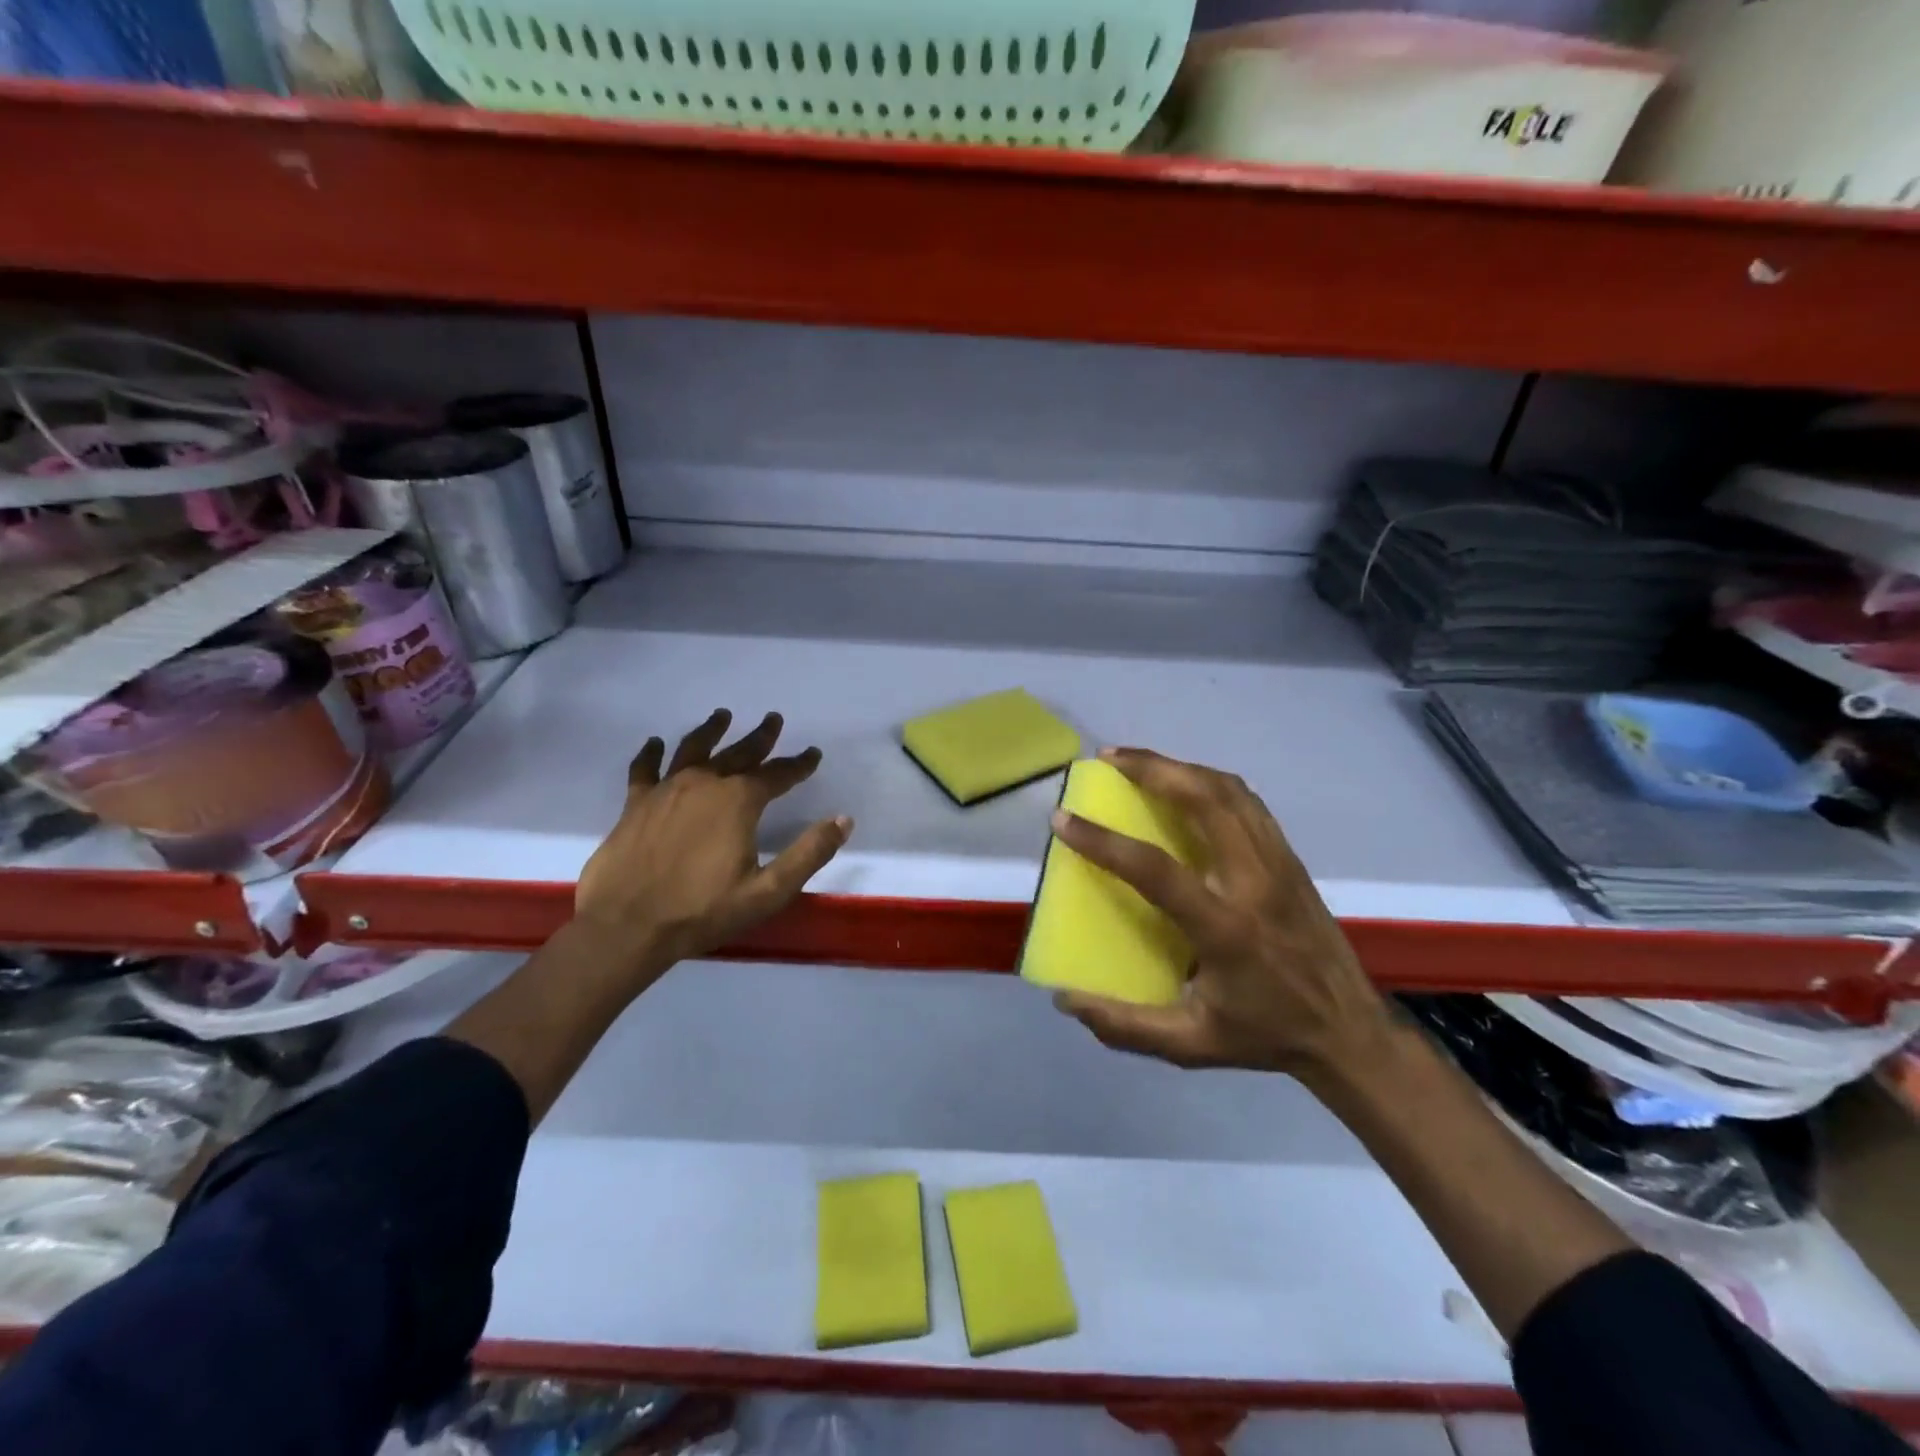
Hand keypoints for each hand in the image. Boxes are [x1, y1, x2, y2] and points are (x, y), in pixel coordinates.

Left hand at [573, 709, 851, 980]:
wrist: (627, 926)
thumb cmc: (702, 910)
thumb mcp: (769, 891)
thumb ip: (809, 853)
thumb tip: (843, 820)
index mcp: (738, 801)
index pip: (777, 774)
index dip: (798, 764)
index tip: (813, 753)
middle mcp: (704, 784)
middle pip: (738, 752)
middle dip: (760, 737)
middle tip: (773, 719)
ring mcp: (666, 790)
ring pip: (693, 749)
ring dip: (711, 730)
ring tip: (722, 716)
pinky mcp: (635, 804)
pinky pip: (645, 769)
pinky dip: (651, 753)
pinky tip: (655, 743)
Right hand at [1050, 747, 1388, 1082]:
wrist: (1350, 1031)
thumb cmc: (1265, 1035)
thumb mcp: (1191, 1045)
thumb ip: (1125, 1026)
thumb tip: (1066, 998)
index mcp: (1226, 929)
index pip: (1157, 870)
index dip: (1105, 842)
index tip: (1063, 819)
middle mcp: (1254, 883)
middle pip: (1205, 800)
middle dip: (1152, 769)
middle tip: (1107, 760)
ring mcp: (1278, 863)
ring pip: (1229, 791)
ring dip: (1180, 766)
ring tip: (1138, 762)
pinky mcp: (1290, 857)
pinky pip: (1247, 802)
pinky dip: (1209, 781)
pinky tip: (1184, 783)